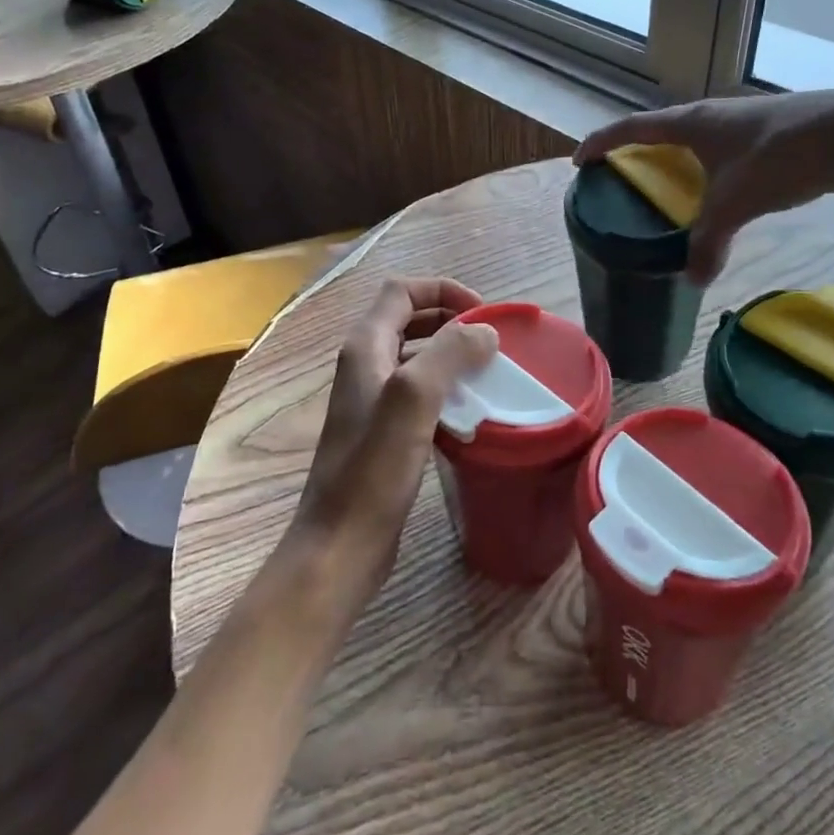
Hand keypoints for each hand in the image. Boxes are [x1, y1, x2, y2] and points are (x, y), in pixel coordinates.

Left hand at [287, 278, 498, 612]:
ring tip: (488, 370)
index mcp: (365, 346)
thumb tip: (485, 331)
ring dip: (450, 352)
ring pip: (416, 354)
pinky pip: (419, 390)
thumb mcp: (413, 400)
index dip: (443, 290)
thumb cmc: (373, 470)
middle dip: (451, 317)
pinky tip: (470, 408)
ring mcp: (373, 398)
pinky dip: (446, 386)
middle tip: (491, 339)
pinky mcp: (384, 429)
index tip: (483, 313)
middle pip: (410, 317)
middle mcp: (365, 364)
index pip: (403, 290)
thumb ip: (448, 355)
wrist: (341, 544)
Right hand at [575, 89, 833, 283]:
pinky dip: (708, 165)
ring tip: (669, 185)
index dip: (602, 143)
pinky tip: (721, 188)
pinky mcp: (772, 130)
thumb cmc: (783, 157)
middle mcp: (713, 114)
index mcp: (693, 123)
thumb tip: (693, 281)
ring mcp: (744, 120)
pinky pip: (723, 146)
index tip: (580, 160)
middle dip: (637, 149)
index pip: (632, 128)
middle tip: (623, 176)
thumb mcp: (737, 204)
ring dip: (676, 157)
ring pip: (696, 137)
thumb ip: (710, 243)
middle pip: (661, 128)